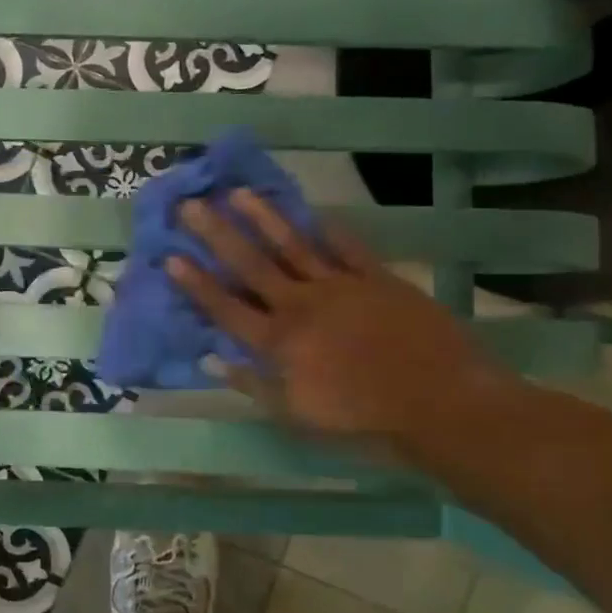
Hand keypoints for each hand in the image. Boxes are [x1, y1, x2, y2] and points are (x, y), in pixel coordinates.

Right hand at [165, 190, 521, 454]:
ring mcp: (340, 286)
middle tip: (191, 204)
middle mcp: (301, 305)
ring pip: (293, 245)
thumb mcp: (298, 416)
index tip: (171, 257)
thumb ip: (253, 385)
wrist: (441, 404)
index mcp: (279, 342)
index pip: (226, 308)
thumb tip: (211, 360)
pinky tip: (313, 212)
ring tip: (237, 192)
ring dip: (263, 218)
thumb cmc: (364, 420)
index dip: (197, 284)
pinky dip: (329, 229)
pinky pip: (347, 248)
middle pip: (251, 265)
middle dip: (217, 234)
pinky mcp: (377, 278)